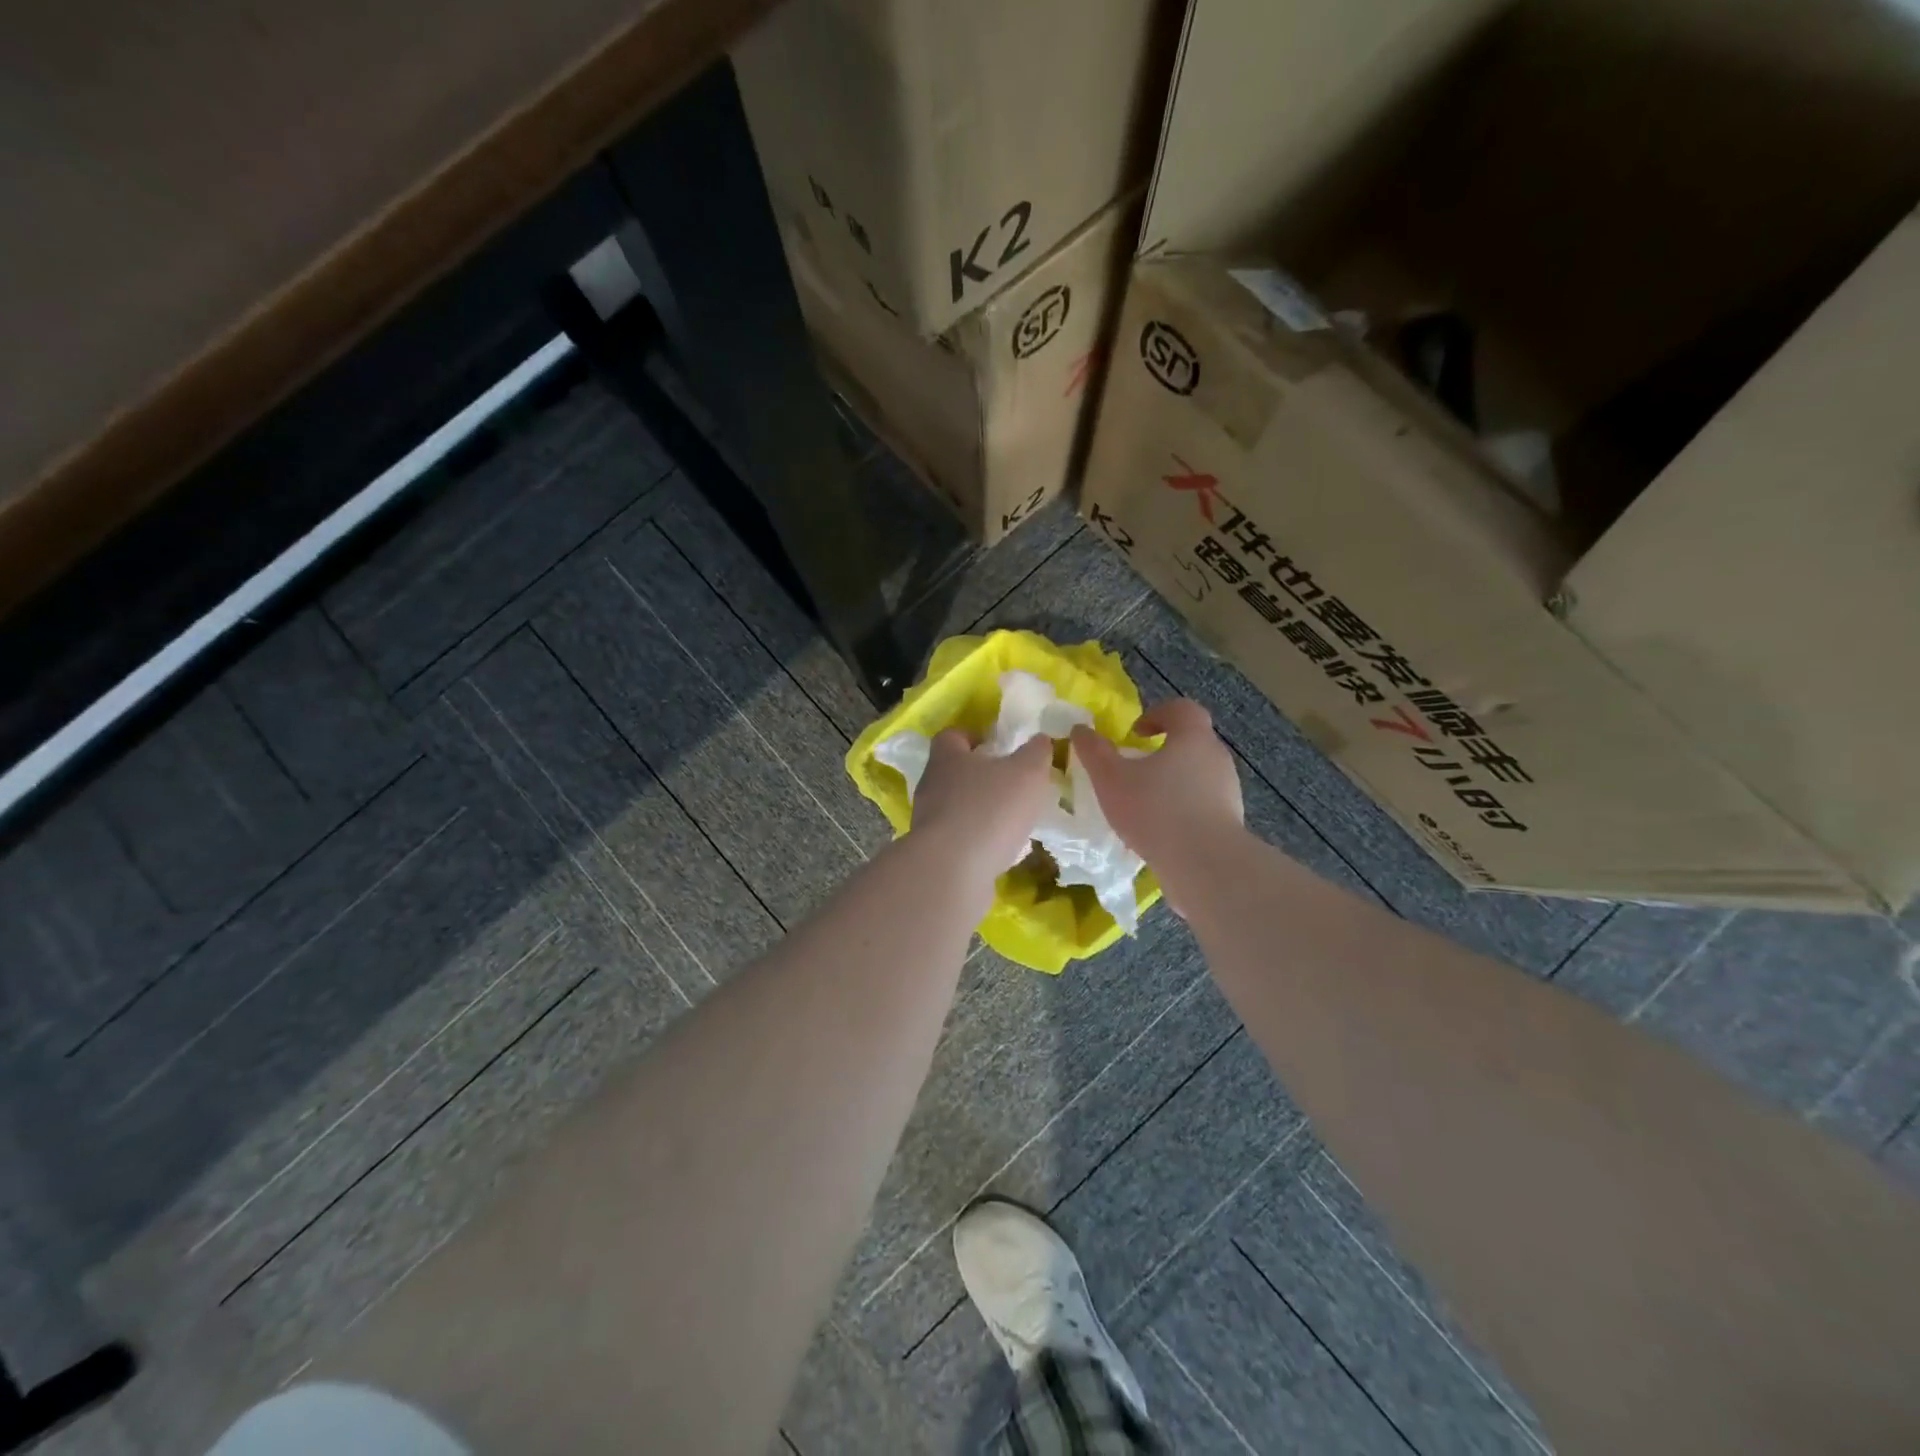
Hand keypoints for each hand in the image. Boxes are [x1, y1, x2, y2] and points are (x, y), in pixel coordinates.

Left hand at [911, 731, 1057, 886]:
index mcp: (947, 757)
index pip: (953, 736)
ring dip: (981, 811)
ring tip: (1012, 820)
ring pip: (956, 807)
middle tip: (1012, 784)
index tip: (998, 746)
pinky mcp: (934, 853)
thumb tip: (1040, 741)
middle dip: (981, 777)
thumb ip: (1036, 753)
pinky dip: (978, 840)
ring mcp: (928, 821)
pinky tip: (1002, 850)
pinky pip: (959, 839)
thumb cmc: (989, 809)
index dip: (974, 737)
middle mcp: (931, 785)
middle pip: (954, 772)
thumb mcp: (1027, 773)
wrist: (952, 871)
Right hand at [1072, 699, 1243, 906]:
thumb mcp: (1111, 778)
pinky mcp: (1230, 822)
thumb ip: (1094, 751)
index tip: (1135, 732)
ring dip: (1172, 783)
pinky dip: (1182, 811)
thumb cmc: (1156, 810)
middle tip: (1134, 768)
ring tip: (1144, 804)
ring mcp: (1228, 791)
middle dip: (1162, 751)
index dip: (1157, 714)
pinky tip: (1160, 832)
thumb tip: (1080, 729)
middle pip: (1191, 742)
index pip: (1182, 709)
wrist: (1205, 865)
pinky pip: (1203, 806)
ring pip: (1197, 776)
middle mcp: (1217, 758)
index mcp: (1193, 737)